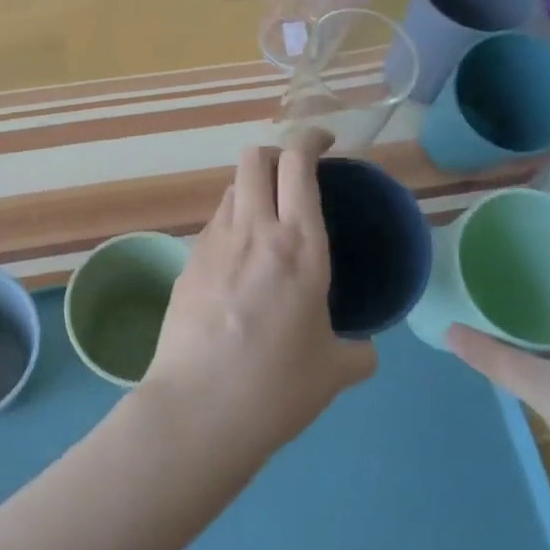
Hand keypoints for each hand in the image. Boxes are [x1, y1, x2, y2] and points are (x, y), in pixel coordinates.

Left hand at [142, 136, 376, 457]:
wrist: (198, 411)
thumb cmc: (276, 388)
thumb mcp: (334, 371)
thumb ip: (357, 351)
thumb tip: (364, 349)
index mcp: (298, 246)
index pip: (298, 163)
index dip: (309, 138)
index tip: (324, 142)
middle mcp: (253, 231)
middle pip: (254, 158)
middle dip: (276, 153)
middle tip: (296, 177)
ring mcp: (211, 245)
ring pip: (229, 189)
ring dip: (252, 190)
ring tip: (268, 222)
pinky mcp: (186, 265)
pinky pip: (213, 226)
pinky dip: (231, 225)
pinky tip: (240, 263)